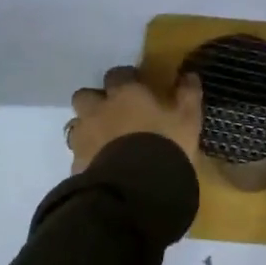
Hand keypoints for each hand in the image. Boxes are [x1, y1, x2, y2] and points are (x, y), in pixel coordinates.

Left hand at [67, 66, 203, 173]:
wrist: (135, 190)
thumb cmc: (165, 145)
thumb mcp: (187, 120)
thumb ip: (188, 94)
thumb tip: (189, 74)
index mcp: (124, 94)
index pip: (117, 74)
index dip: (126, 79)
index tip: (137, 88)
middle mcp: (98, 110)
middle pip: (85, 95)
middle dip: (95, 101)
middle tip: (114, 113)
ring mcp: (83, 138)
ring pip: (77, 124)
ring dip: (88, 128)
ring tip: (105, 142)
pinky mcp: (76, 166)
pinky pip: (78, 155)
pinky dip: (87, 157)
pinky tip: (103, 167)